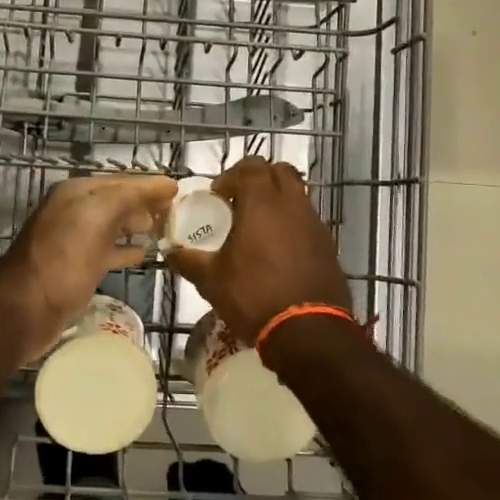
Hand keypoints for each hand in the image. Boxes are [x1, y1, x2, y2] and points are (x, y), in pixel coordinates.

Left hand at [0, 172, 177, 360]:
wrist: (24, 313)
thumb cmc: (62, 262)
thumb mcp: (96, 218)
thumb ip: (129, 196)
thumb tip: (165, 185)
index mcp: (76, 193)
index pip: (121, 181)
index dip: (150, 185)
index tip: (180, 191)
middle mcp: (73, 211)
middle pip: (118, 201)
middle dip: (146, 204)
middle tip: (178, 213)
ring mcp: (73, 240)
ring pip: (113, 225)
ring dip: (138, 226)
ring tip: (165, 231)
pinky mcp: (76, 267)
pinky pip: (107, 250)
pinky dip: (125, 249)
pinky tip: (143, 254)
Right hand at [165, 157, 351, 343]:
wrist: (308, 332)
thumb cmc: (254, 297)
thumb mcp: (212, 281)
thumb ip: (189, 261)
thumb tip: (171, 253)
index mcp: (262, 203)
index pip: (250, 166)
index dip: (231, 176)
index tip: (217, 197)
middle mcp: (293, 205)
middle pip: (280, 171)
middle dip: (258, 179)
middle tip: (239, 202)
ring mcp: (315, 224)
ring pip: (298, 195)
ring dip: (277, 201)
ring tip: (258, 228)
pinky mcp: (328, 246)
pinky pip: (308, 221)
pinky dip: (292, 224)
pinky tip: (278, 252)